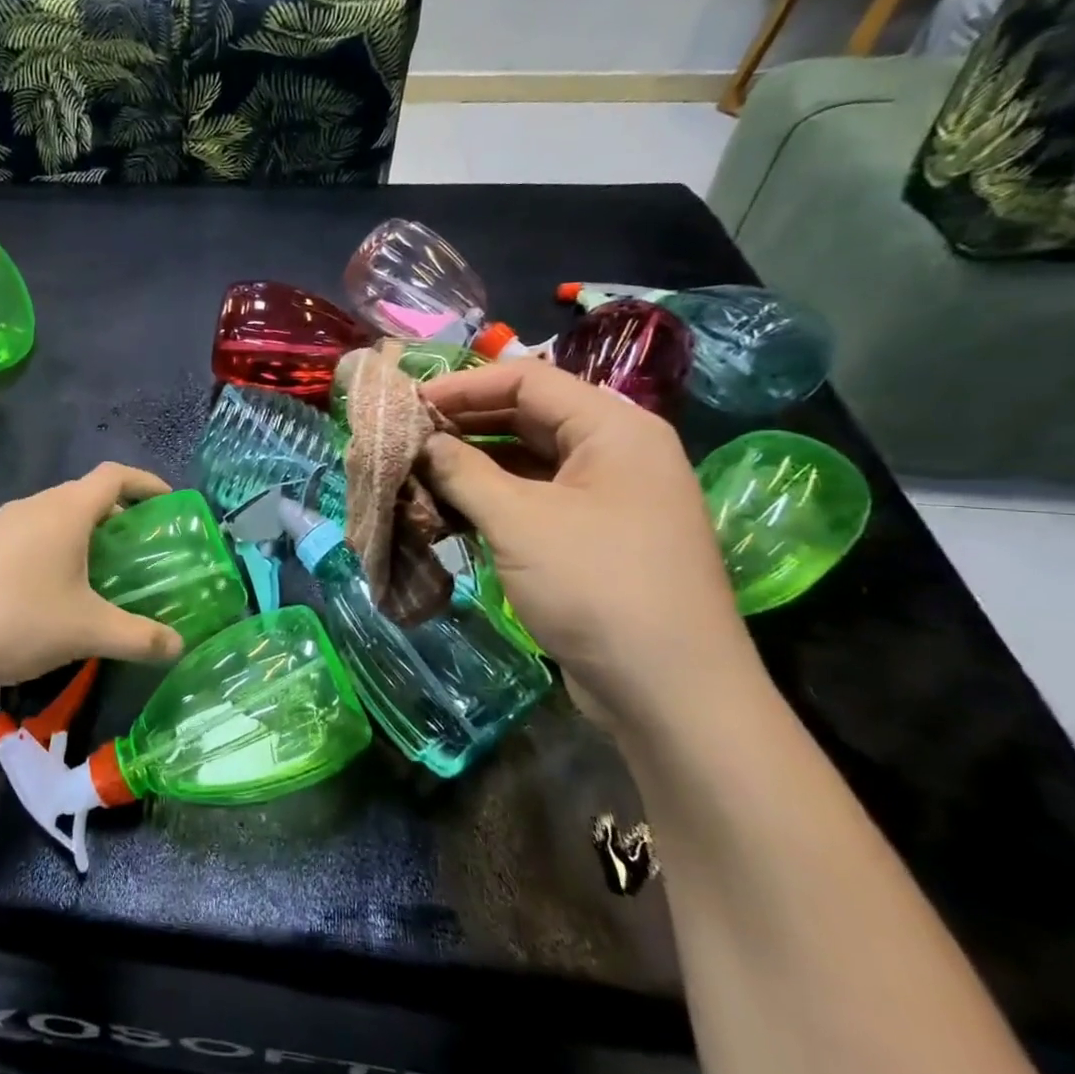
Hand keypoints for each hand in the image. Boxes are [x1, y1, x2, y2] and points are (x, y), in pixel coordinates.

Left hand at [0, 463, 186, 689]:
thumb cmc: (18, 620)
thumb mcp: (88, 631)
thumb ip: (139, 638)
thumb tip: (178, 647)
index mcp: (65, 511)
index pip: (114, 475)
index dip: (146, 483)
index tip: (169, 503)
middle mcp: (34, 505)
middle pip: (85, 494)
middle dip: (119, 514)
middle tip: (140, 549)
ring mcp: (1, 523)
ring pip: (55, 514)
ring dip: (84, 532)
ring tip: (100, 571)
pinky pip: (30, 532)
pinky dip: (55, 546)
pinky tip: (52, 589)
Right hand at [418, 360, 755, 728]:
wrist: (670, 693)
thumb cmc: (596, 587)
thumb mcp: (519, 522)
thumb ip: (463, 472)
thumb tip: (423, 443)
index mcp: (613, 429)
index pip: (526, 380)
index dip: (461, 386)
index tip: (406, 403)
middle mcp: (615, 452)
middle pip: (526, 417)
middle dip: (462, 426)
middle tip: (404, 438)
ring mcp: (607, 497)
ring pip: (526, 461)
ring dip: (471, 466)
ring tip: (415, 474)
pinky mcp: (594, 537)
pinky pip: (534, 499)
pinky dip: (490, 500)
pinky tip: (446, 511)